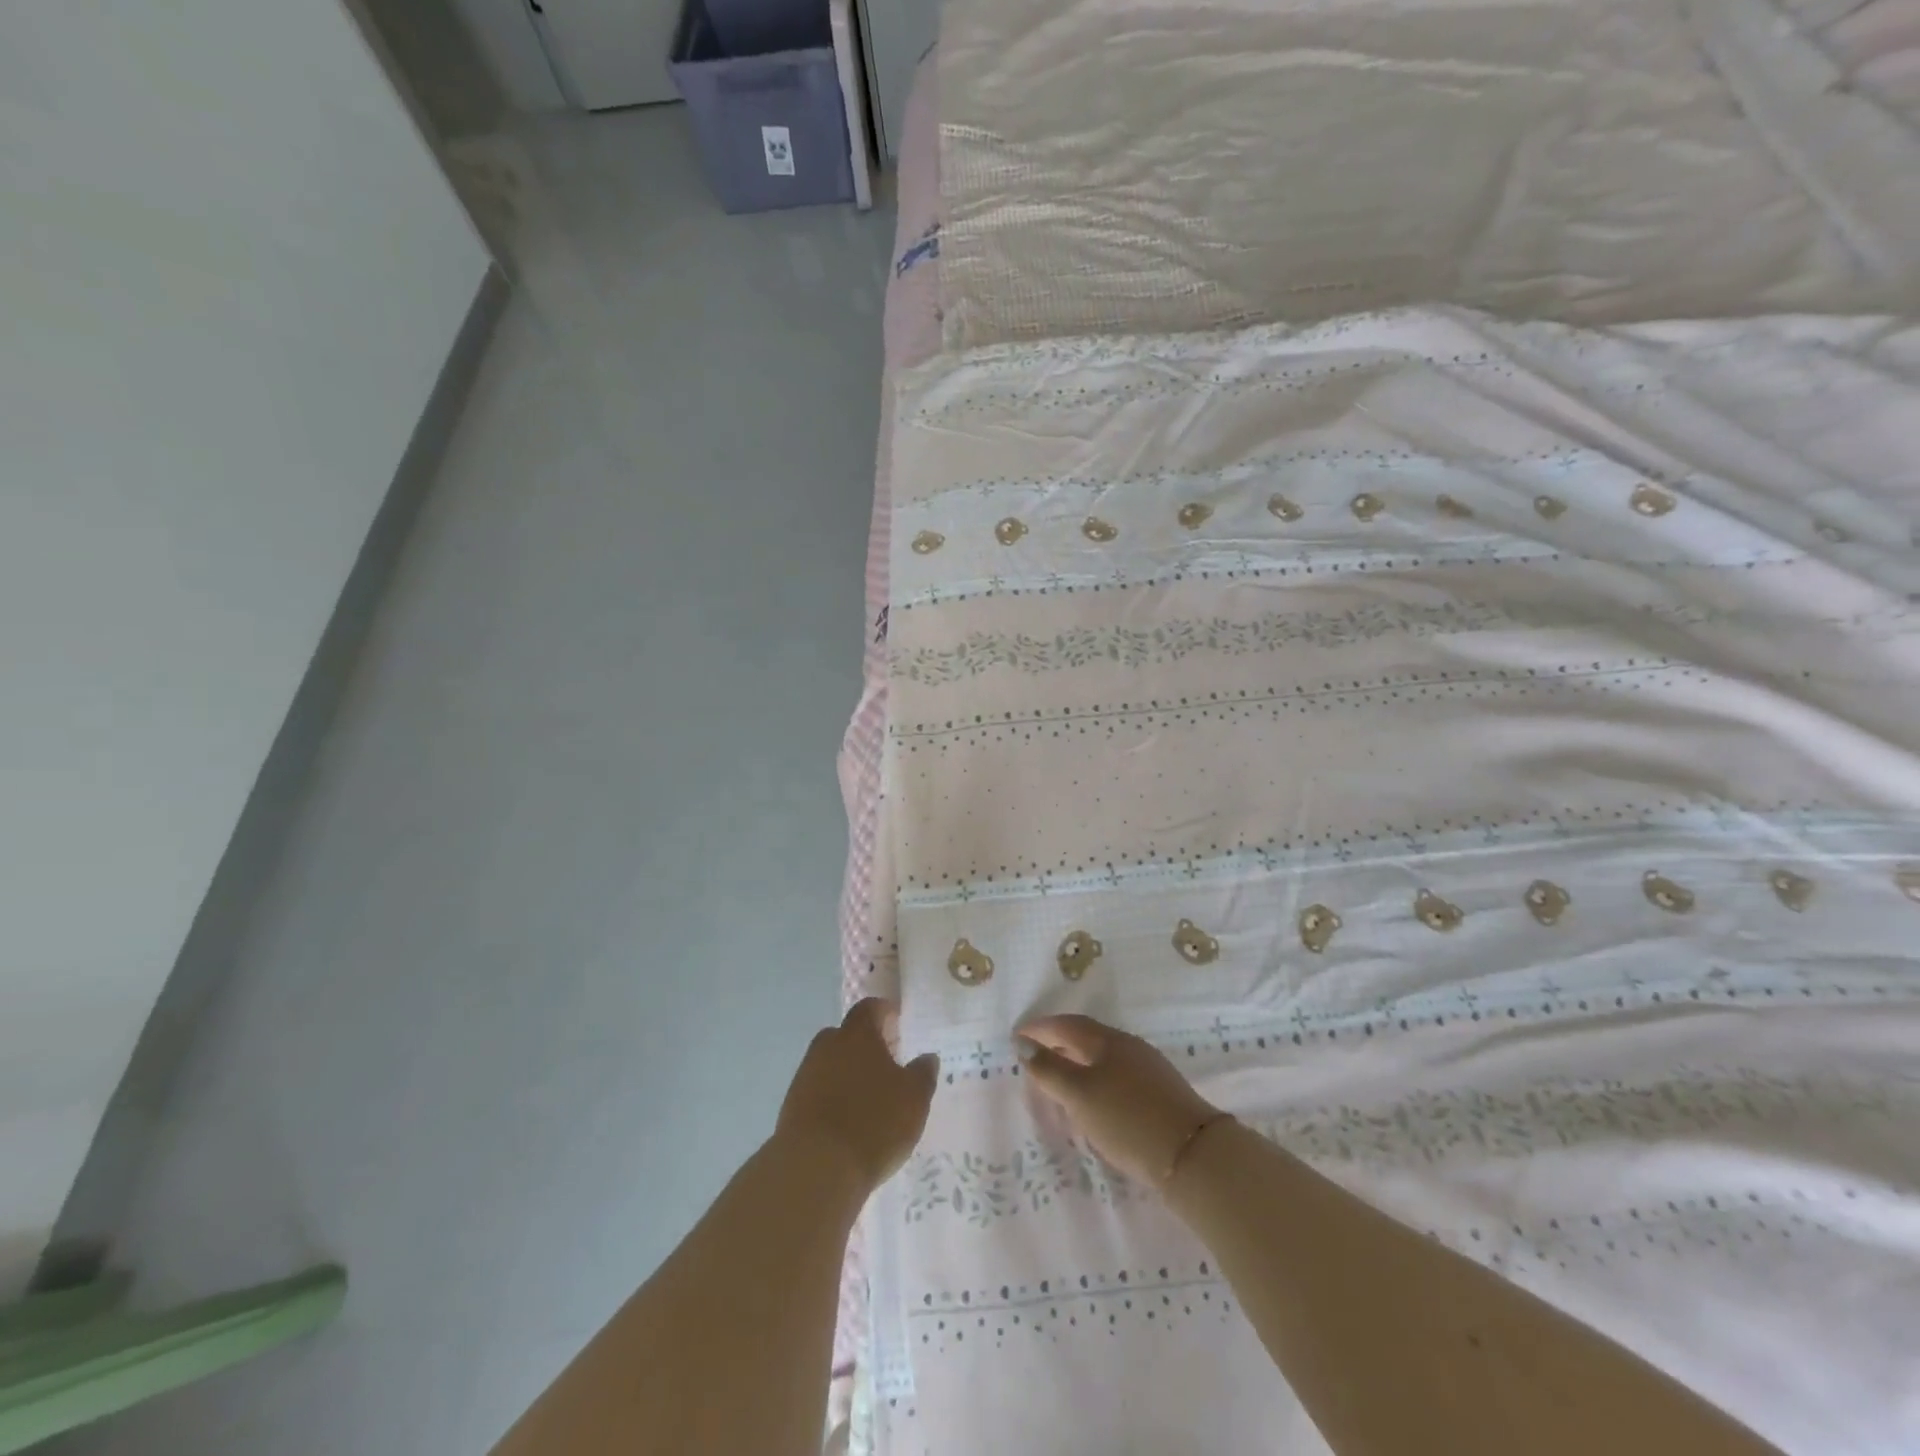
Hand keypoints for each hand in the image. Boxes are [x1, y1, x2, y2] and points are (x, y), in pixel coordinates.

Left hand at [776, 999, 939, 1194]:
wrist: (815, 1168)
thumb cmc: (874, 1122)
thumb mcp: (914, 1099)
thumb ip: (923, 1073)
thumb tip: (927, 1057)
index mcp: (857, 1034)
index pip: (869, 1008)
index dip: (884, 1012)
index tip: (897, 1022)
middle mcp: (827, 1046)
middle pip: (847, 1034)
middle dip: (865, 1044)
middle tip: (887, 1062)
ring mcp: (805, 1075)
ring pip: (831, 1063)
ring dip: (848, 1072)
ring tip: (869, 1096)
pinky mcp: (792, 1106)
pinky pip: (818, 1090)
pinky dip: (833, 1097)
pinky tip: (848, 1119)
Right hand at [1017, 1014, 1221, 1186]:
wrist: (1193, 1155)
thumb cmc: (1127, 1119)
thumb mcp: (1079, 1095)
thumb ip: (1049, 1069)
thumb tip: (1023, 1043)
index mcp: (1106, 1040)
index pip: (1066, 1025)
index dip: (1039, 1029)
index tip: (1017, 1037)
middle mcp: (1128, 1046)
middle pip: (1085, 1038)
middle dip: (1057, 1045)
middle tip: (1033, 1060)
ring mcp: (1147, 1068)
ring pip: (1102, 1058)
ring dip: (1076, 1065)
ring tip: (1059, 1084)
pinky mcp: (1159, 1093)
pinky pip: (1116, 1076)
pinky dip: (1095, 1082)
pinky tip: (1093, 1104)